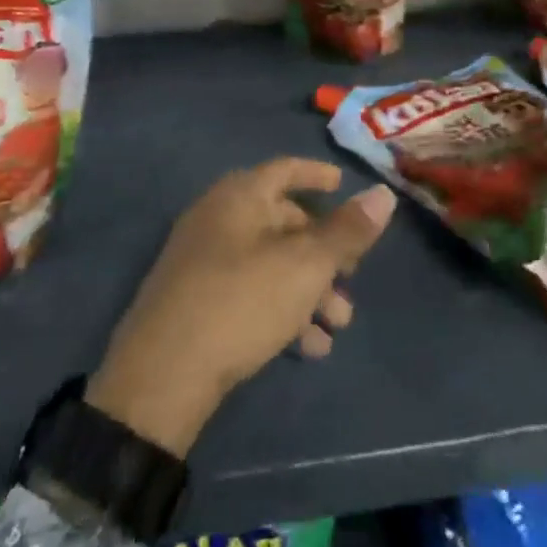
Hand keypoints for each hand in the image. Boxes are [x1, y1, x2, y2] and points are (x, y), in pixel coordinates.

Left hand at [86, 159, 397, 456]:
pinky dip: (282, 309)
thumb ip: (347, 231)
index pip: (285, 169)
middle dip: (323, 251)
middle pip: (282, 221)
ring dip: (309, 289)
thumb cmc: (241, 302)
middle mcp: (218, 218)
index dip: (317, 175)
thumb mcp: (304, 266)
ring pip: (270, 262)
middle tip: (352, 279)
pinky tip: (308, 348)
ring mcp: (202, 260)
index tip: (344, 186)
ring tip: (337, 326)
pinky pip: (249, 292)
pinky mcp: (195, 301)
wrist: (162, 377)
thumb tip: (384, 193)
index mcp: (239, 196)